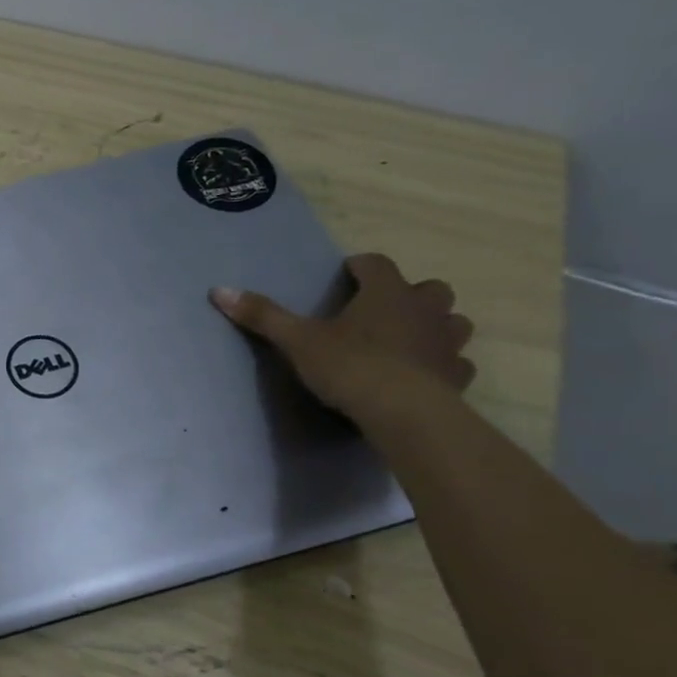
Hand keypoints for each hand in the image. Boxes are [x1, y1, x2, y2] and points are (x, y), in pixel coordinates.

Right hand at [211, 253, 474, 419]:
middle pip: (430, 289)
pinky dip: (443, 364)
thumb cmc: (349, 366)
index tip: (346, 275)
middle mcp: (423, 310)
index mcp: (386, 294)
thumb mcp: (297, 340)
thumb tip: (219, 290)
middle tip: (382, 308)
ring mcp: (446, 343)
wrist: (403, 413)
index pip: (377, 264)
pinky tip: (424, 374)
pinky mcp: (456, 376)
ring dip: (434, 325)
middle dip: (410, 294)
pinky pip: (457, 363)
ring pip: (453, 322)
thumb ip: (262, 315)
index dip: (361, 266)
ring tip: (408, 339)